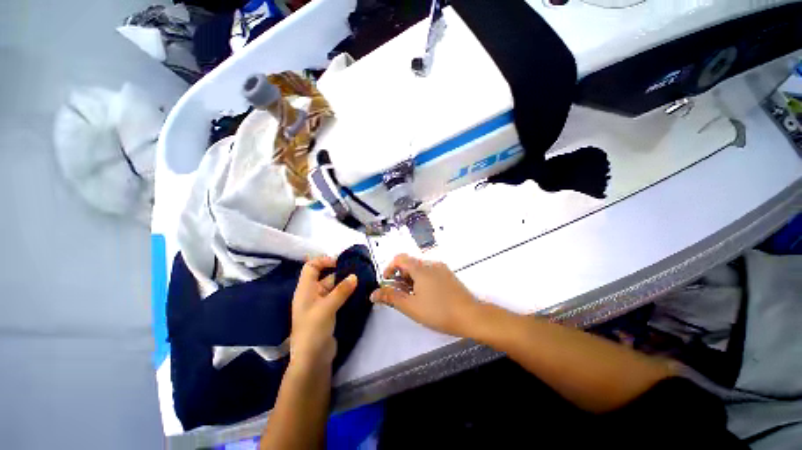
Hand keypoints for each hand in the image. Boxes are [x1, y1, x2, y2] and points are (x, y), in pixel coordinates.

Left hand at [290, 256, 357, 367]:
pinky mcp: (329, 313)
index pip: (311, 267)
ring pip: (334, 288)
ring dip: (345, 284)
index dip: (323, 261)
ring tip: (361, 281)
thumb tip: (355, 276)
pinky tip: (358, 293)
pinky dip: (346, 294)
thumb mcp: (327, 307)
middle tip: (358, 272)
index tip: (340, 263)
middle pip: (325, 277)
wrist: (312, 359)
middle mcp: (312, 294)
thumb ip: (341, 291)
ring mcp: (321, 304)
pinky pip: (338, 298)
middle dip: (340, 273)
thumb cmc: (313, 330)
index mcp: (305, 290)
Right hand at [370, 254, 480, 336]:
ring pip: (419, 268)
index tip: (386, 282)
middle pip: (409, 263)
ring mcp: (441, 268)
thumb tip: (373, 294)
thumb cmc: (439, 311)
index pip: (399, 258)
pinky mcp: (447, 274)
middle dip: (399, 276)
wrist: (471, 316)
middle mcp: (431, 263)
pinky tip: (424, 295)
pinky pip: (429, 272)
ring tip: (411, 297)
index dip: (389, 268)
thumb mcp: (411, 306)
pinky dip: (421, 280)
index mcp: (421, 267)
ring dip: (410, 279)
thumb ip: (391, 298)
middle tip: (399, 295)